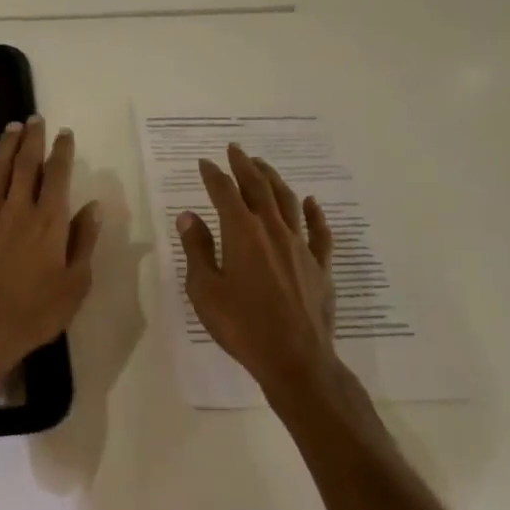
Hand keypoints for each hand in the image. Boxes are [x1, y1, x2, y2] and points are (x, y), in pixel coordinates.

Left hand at [0, 116, 100, 383]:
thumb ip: (84, 241)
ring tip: (11, 128)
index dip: (62, 151)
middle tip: (34, 119)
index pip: (57, 175)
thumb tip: (93, 206)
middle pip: (25, 164)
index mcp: (49, 221)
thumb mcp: (75, 283)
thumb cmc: (34, 312)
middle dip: (32, 139)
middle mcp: (18, 209)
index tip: (64, 133)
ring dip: (5, 147)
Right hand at [177, 144, 337, 395]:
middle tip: (235, 150)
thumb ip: (198, 249)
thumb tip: (189, 216)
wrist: (295, 359)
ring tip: (263, 166)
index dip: (213, 175)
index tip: (204, 163)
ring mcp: (301, 247)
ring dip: (274, 179)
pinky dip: (315, 213)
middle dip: (244, 166)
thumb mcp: (205, 290)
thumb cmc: (241, 325)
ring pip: (288, 201)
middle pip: (258, 188)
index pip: (224, 193)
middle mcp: (273, 230)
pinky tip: (312, 202)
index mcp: (242, 233)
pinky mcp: (320, 266)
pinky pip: (320, 231)